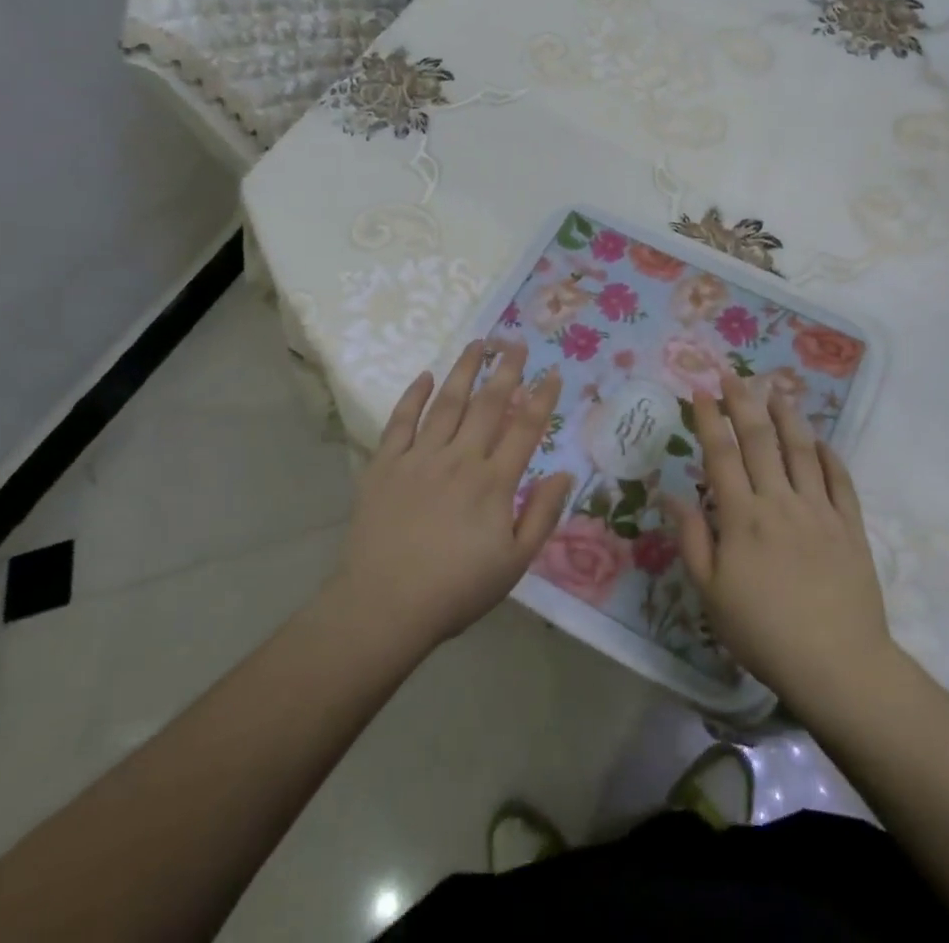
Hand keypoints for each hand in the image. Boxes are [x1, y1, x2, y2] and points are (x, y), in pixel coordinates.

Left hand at [328, 340, 569, 653]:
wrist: (384, 606)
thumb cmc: (456, 589)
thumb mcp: (514, 563)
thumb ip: (542, 515)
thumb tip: (565, 473)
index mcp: (493, 482)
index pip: (525, 428)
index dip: (542, 398)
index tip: (552, 372)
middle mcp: (459, 458)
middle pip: (488, 404)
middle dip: (506, 370)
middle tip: (517, 342)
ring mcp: (419, 457)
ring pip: (447, 402)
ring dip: (465, 370)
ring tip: (478, 343)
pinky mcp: (385, 464)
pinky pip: (401, 420)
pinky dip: (413, 395)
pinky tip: (425, 375)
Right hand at [667, 372, 894, 709]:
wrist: (837, 664)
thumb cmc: (763, 632)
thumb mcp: (711, 594)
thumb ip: (692, 539)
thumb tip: (671, 495)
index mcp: (742, 517)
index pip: (721, 455)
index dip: (709, 419)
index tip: (700, 390)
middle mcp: (779, 501)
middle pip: (759, 441)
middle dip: (743, 403)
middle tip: (733, 375)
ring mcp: (819, 510)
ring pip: (800, 450)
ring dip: (786, 416)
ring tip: (776, 391)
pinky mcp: (850, 525)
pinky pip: (839, 479)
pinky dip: (828, 454)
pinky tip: (819, 439)